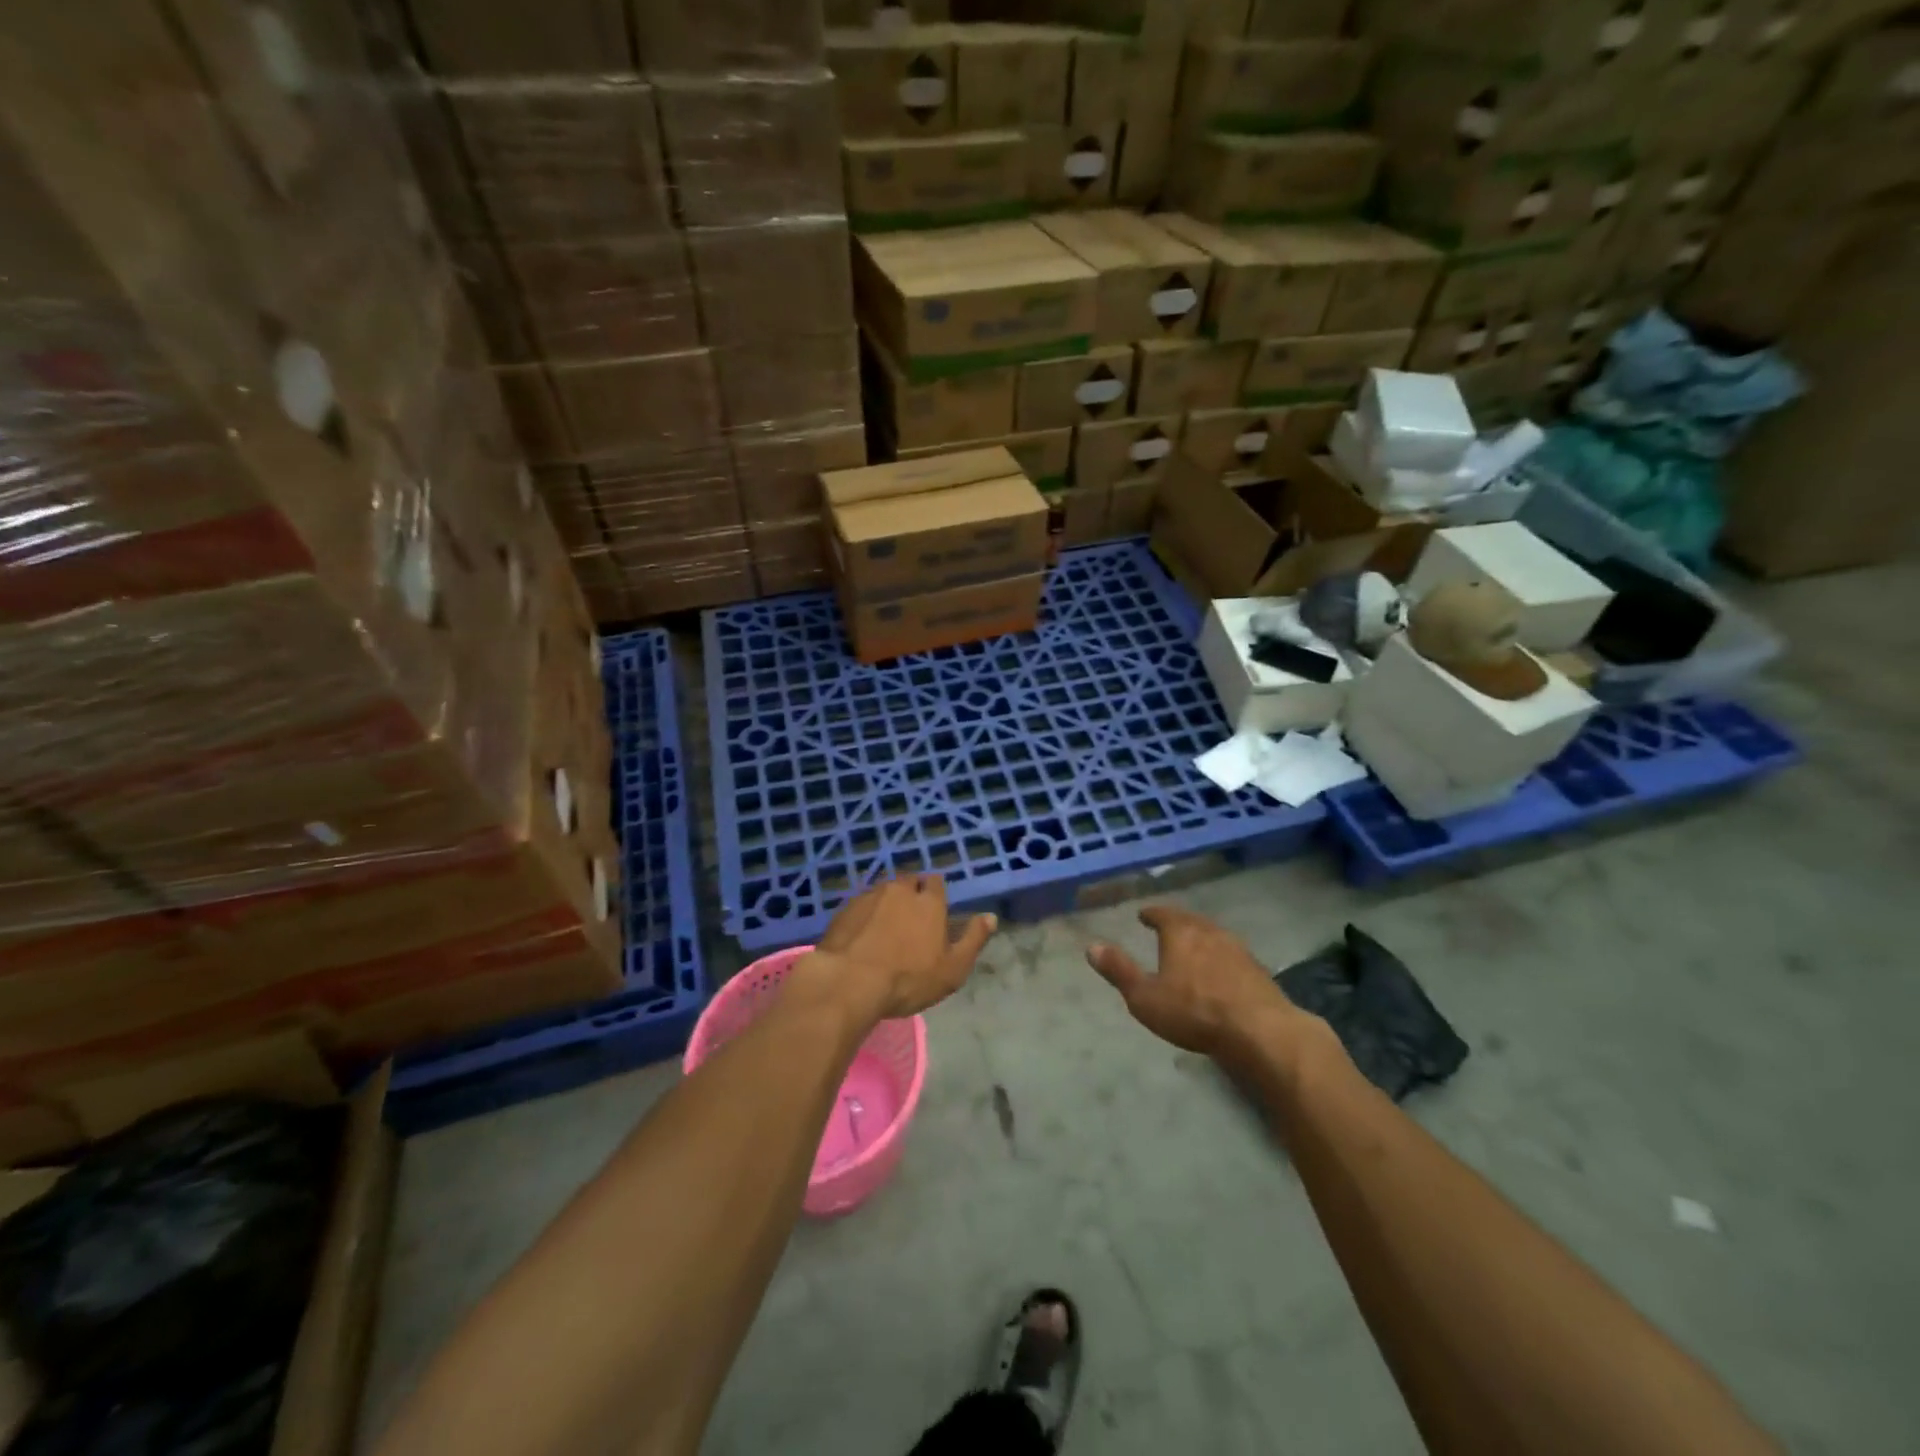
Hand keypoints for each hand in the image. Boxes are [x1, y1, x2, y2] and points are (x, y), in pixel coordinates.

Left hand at [801, 875, 995, 1020]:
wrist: (849, 982)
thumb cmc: (908, 979)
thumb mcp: (952, 969)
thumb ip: (973, 940)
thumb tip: (990, 917)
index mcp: (929, 901)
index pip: (936, 882)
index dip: (935, 894)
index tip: (934, 911)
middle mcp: (899, 890)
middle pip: (908, 881)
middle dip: (911, 893)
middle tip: (910, 919)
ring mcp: (869, 897)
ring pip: (883, 891)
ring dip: (887, 903)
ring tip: (885, 927)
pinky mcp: (844, 909)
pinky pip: (860, 906)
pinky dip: (864, 916)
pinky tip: (862, 935)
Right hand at [1087, 906, 1315, 1063]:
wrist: (1260, 1031)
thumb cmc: (1194, 1012)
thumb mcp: (1145, 997)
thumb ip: (1119, 971)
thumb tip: (1091, 946)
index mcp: (1181, 932)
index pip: (1163, 914)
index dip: (1152, 914)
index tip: (1144, 914)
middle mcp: (1209, 932)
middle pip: (1190, 920)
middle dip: (1177, 922)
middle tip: (1167, 926)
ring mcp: (1238, 950)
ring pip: (1213, 936)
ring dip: (1201, 938)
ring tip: (1191, 947)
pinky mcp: (1257, 970)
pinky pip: (1231, 955)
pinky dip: (1220, 957)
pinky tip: (1219, 971)